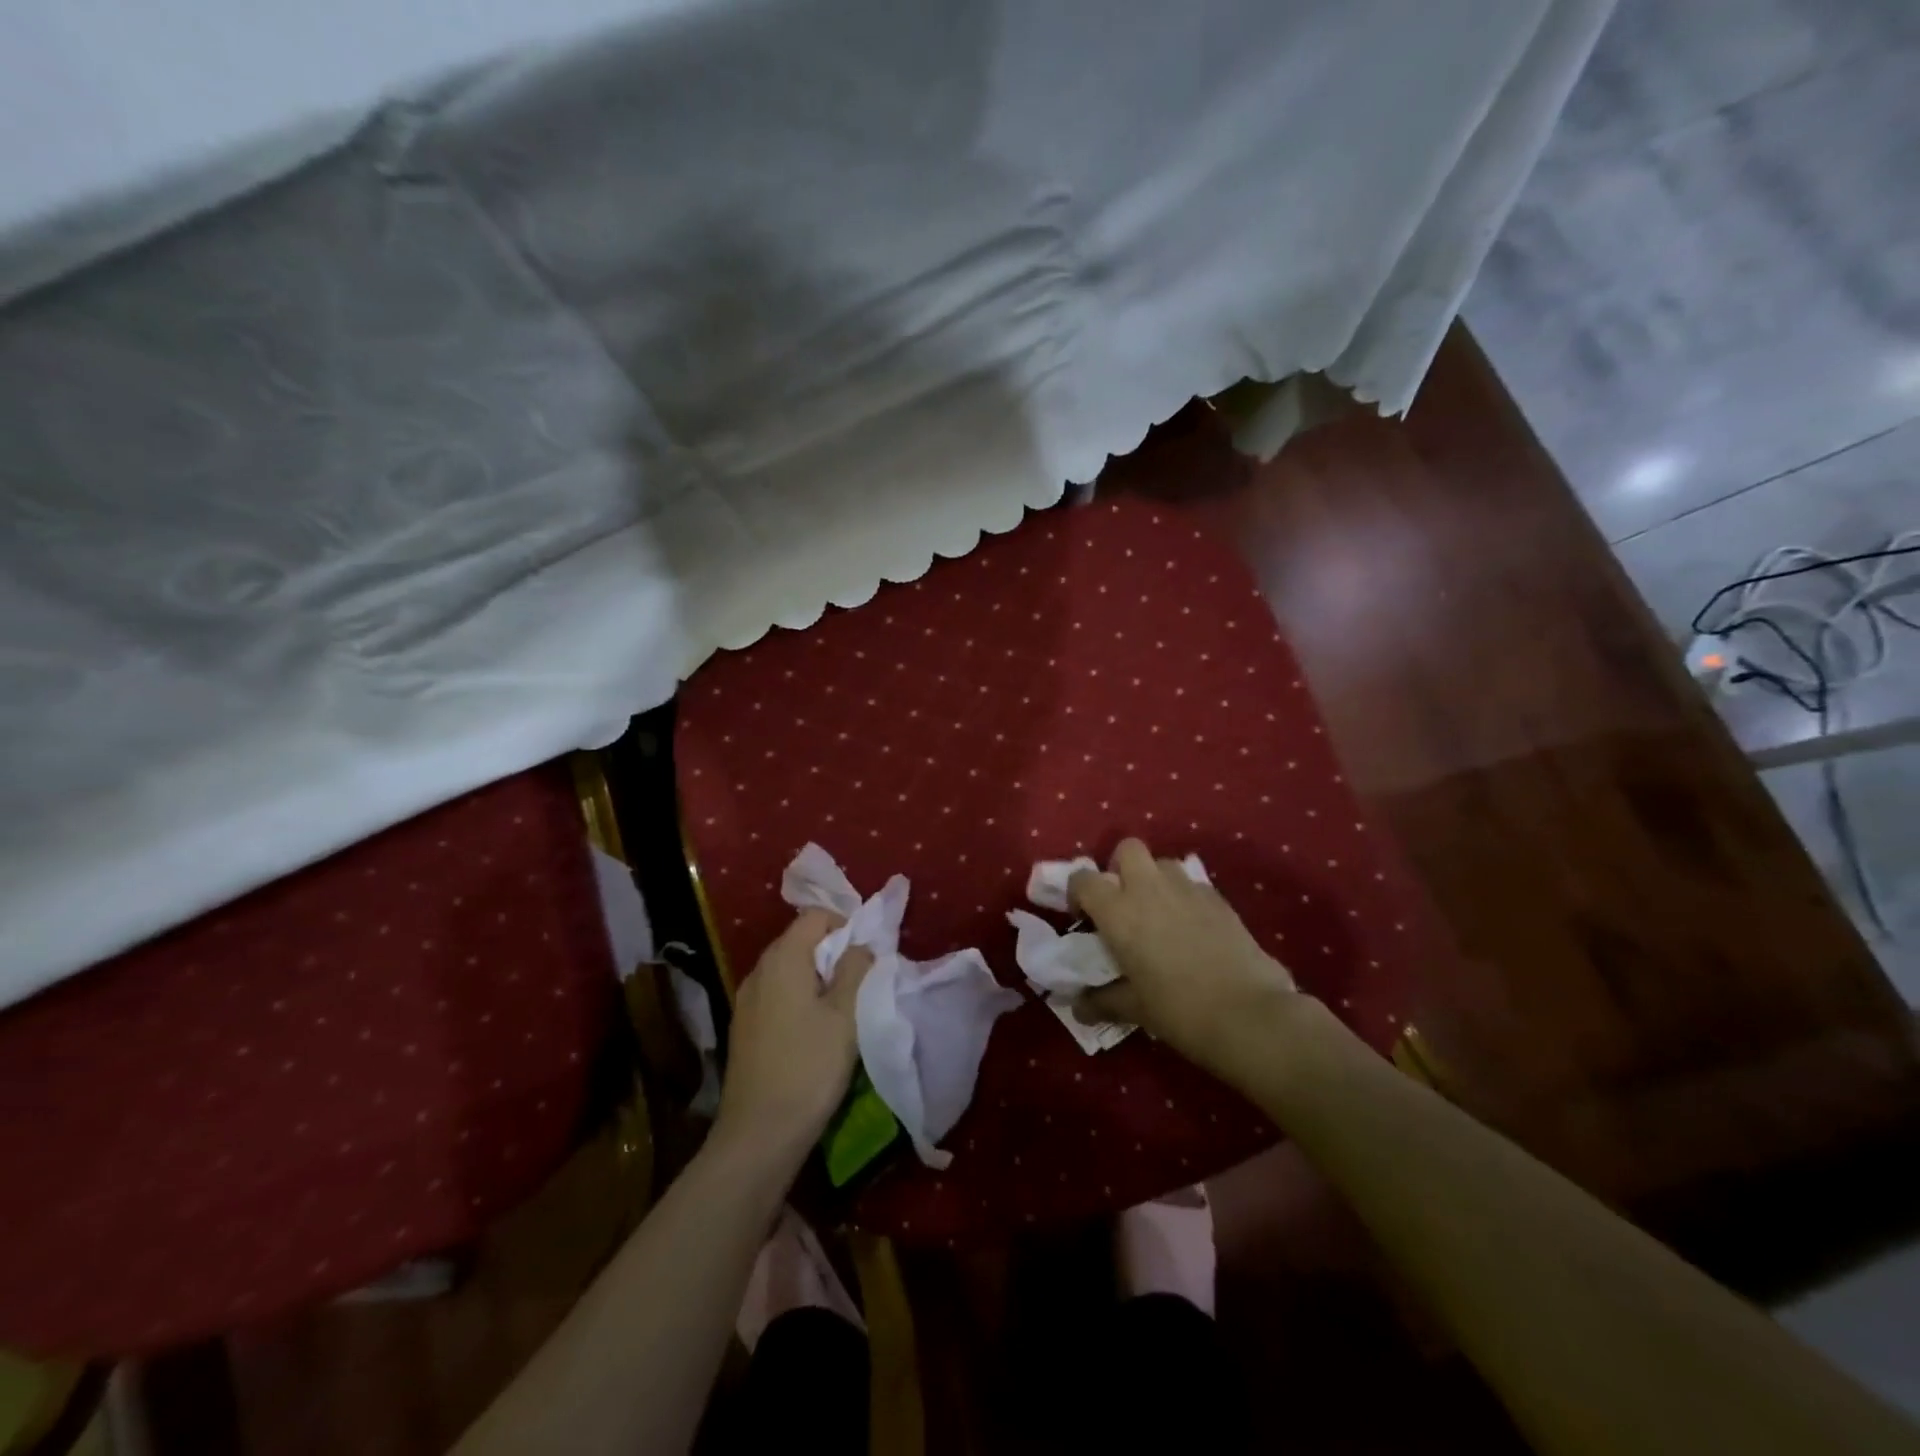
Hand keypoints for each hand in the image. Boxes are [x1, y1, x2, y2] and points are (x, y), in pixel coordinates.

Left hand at [714, 910, 872, 1162]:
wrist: (758, 1135)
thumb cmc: (809, 1068)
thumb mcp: (845, 1016)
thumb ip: (855, 970)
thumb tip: (860, 945)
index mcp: (783, 958)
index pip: (815, 916)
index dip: (845, 925)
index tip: (867, 954)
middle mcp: (758, 970)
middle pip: (799, 940)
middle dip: (832, 951)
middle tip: (859, 980)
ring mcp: (746, 1000)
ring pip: (787, 969)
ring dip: (816, 976)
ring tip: (841, 1006)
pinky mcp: (743, 1026)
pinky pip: (775, 993)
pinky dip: (798, 996)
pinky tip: (813, 1028)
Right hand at [1070, 838, 1299, 1080]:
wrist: (1249, 1015)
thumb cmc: (1179, 1011)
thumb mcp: (1134, 1009)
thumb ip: (1101, 1000)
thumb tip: (1078, 1006)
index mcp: (1119, 911)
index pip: (1083, 879)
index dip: (1078, 894)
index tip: (1086, 919)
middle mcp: (1149, 888)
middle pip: (1128, 849)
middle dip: (1120, 868)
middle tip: (1124, 902)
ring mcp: (1188, 889)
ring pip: (1163, 863)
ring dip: (1155, 880)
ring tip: (1160, 914)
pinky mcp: (1219, 898)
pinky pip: (1193, 884)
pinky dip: (1185, 897)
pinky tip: (1193, 929)